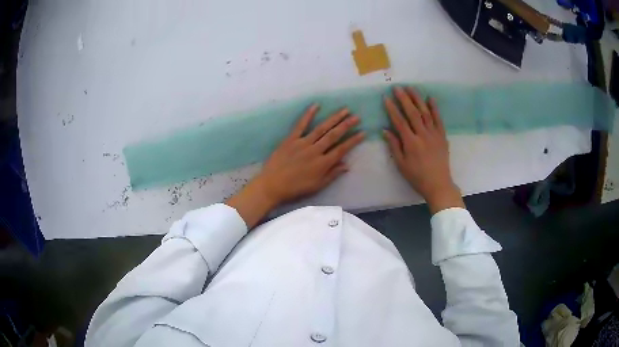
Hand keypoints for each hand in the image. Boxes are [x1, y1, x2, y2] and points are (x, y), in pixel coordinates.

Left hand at [227, 104, 364, 227]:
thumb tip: (347, 165)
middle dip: (346, 125)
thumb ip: (332, 175)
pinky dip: (308, 115)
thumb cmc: (295, 189)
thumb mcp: (316, 186)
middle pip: (334, 135)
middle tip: (357, 117)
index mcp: (322, 164)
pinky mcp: (290, 139)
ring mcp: (302, 143)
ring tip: (345, 110)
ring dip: (334, 118)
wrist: (272, 185)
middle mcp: (315, 151)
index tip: (363, 133)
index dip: (353, 141)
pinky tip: (316, 105)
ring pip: (321, 128)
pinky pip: (301, 125)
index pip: (341, 149)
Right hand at [383, 86, 463, 213]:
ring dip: (417, 99)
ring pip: (425, 113)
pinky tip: (430, 98)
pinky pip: (439, 119)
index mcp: (411, 143)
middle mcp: (423, 135)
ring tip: (411, 88)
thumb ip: (394, 146)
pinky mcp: (442, 136)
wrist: (438, 184)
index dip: (392, 109)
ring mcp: (434, 134)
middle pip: (412, 113)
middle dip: (404, 99)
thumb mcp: (401, 165)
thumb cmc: (417, 177)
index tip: (386, 98)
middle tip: (397, 87)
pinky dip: (434, 108)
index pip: (399, 121)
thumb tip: (385, 130)